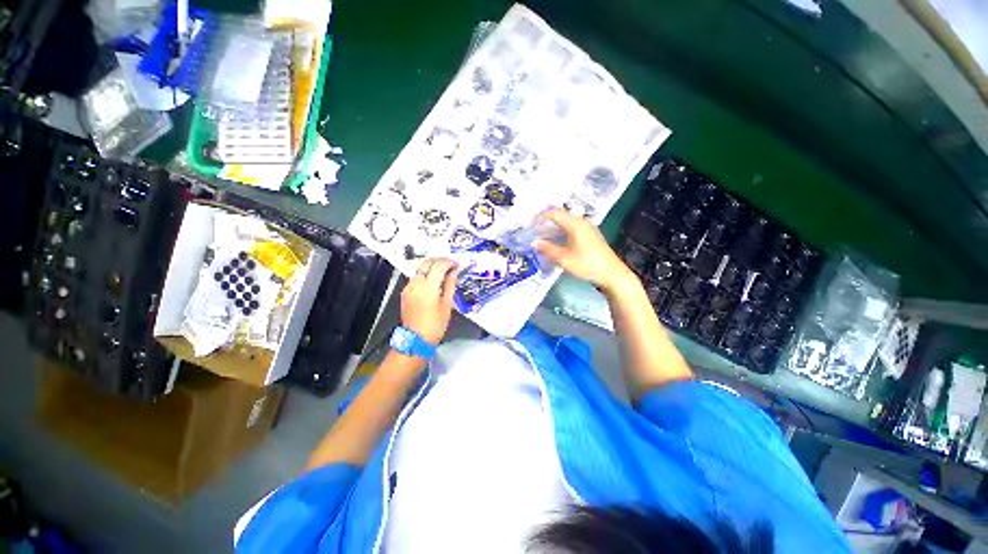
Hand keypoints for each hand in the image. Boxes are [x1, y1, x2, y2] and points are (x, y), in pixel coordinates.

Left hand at [401, 259, 459, 344]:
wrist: (416, 339)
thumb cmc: (435, 324)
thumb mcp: (447, 305)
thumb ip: (450, 285)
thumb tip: (453, 273)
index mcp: (428, 286)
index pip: (439, 265)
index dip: (449, 262)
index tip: (457, 264)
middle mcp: (416, 283)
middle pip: (427, 263)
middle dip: (439, 261)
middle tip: (450, 266)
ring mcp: (408, 287)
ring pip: (420, 269)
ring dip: (432, 267)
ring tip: (444, 273)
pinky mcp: (405, 292)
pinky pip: (416, 278)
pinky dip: (425, 275)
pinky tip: (433, 282)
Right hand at [532, 207, 636, 292]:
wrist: (611, 274)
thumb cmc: (587, 264)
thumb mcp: (564, 258)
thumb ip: (547, 249)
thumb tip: (534, 242)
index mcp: (575, 224)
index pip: (554, 213)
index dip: (540, 216)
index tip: (530, 225)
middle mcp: (582, 222)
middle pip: (561, 214)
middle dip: (546, 219)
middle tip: (534, 228)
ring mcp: (588, 228)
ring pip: (567, 221)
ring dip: (554, 225)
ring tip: (543, 234)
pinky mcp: (591, 235)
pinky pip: (573, 227)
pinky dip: (562, 230)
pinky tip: (558, 240)